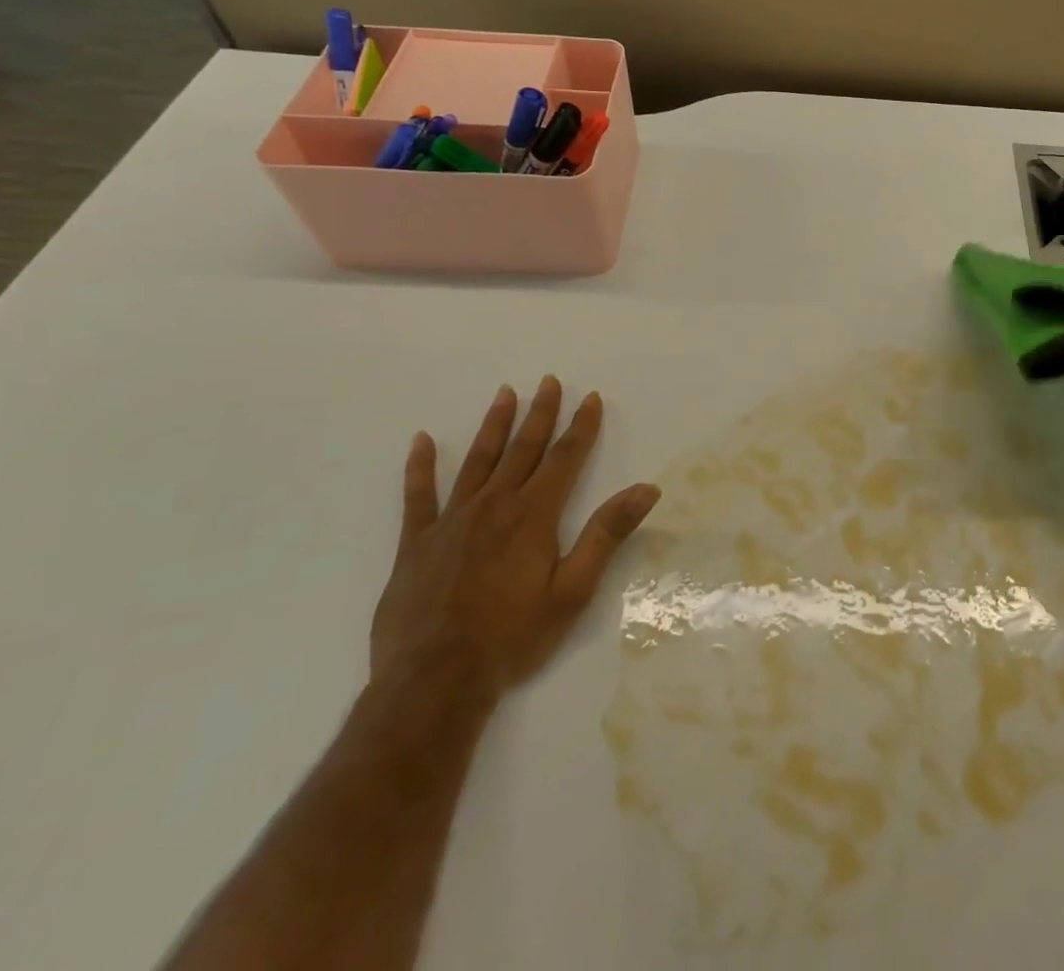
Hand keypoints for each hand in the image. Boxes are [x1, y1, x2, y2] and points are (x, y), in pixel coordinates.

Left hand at [370, 377, 659, 705]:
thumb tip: (646, 489)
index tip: (590, 398)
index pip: (565, 458)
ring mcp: (451, 521)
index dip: (581, 427)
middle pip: (523, 449)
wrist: (433, 682)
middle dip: (540, 414)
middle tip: (548, 382)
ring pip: (478, 461)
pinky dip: (421, 467)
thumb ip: (607, 534)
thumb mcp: (574, 590)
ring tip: (505, 394)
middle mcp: (494, 505)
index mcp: (534, 515)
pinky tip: (422, 441)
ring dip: (494, 425)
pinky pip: (418, 496)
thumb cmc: (513, 637)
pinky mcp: (417, 543)